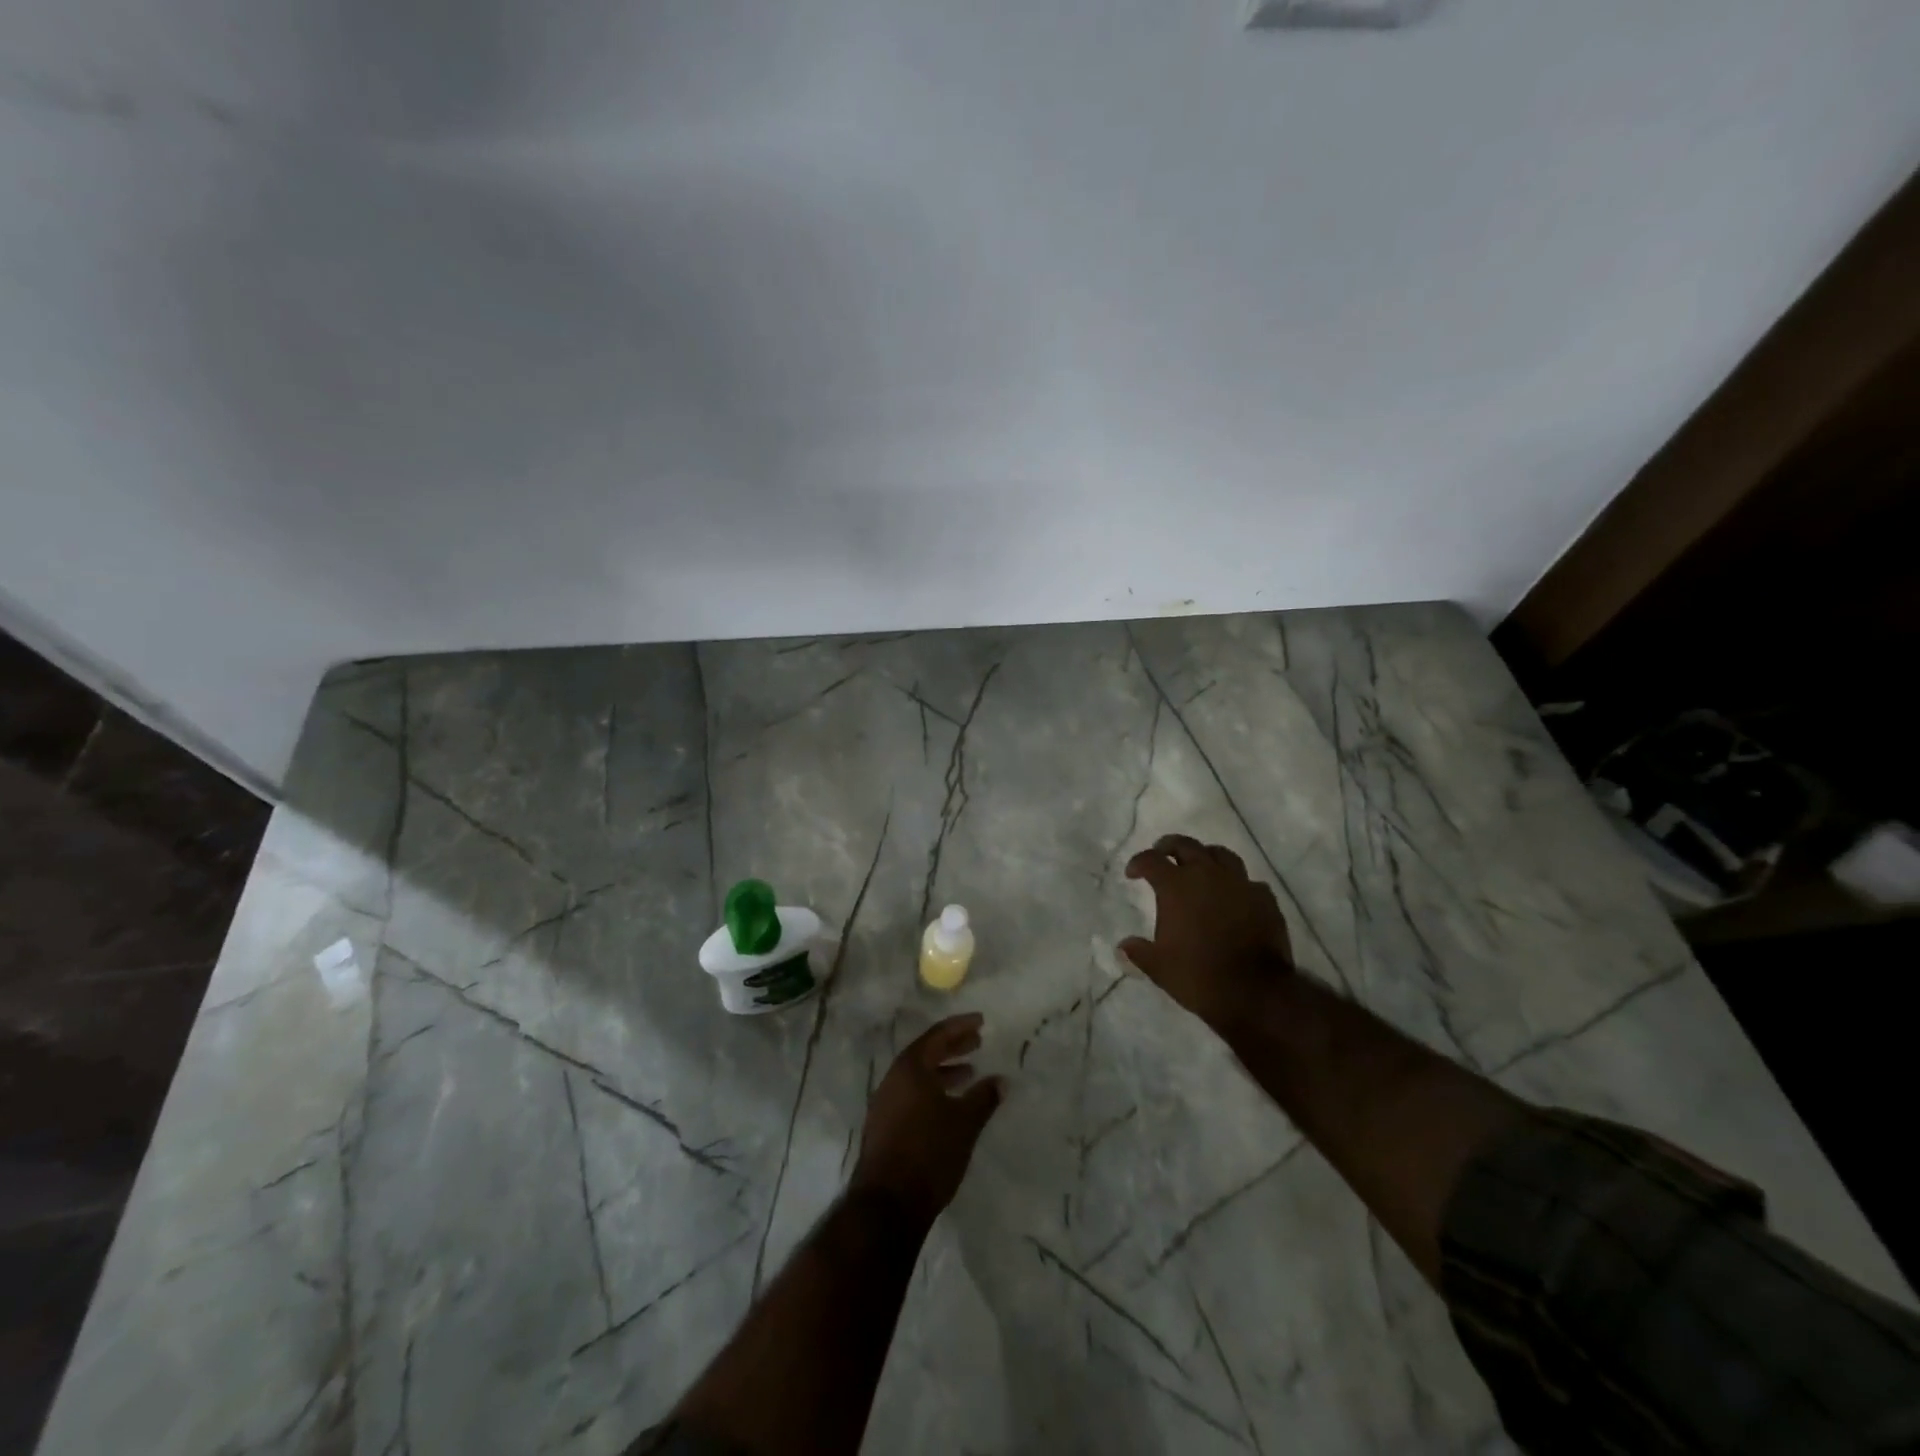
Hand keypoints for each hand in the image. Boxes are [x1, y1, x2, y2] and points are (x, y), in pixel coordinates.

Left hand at [850, 1014, 1003, 1224]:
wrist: (887, 1204)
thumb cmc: (929, 1153)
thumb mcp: (964, 1123)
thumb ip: (983, 1098)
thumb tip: (1002, 1080)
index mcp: (910, 1068)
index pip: (937, 1036)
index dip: (960, 1026)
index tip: (981, 1021)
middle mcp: (893, 1079)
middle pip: (926, 1053)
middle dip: (953, 1047)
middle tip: (977, 1043)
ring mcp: (885, 1103)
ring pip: (918, 1076)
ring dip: (943, 1071)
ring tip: (969, 1074)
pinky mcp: (884, 1126)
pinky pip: (911, 1095)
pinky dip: (932, 1091)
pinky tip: (949, 1105)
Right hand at [1120, 833, 1295, 1035]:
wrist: (1255, 992)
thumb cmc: (1199, 976)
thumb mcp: (1159, 968)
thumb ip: (1139, 952)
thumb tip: (1123, 947)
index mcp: (1176, 886)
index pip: (1151, 860)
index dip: (1138, 863)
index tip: (1132, 873)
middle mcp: (1207, 875)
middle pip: (1186, 845)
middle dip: (1170, 847)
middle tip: (1162, 853)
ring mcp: (1239, 884)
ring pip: (1221, 855)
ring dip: (1206, 856)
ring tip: (1201, 866)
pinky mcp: (1265, 899)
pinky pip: (1249, 881)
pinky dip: (1237, 884)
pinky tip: (1234, 896)